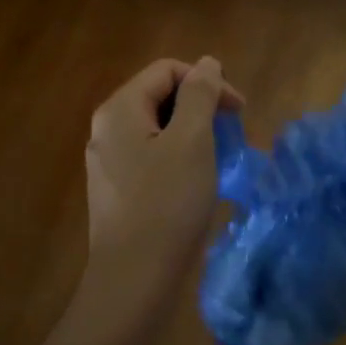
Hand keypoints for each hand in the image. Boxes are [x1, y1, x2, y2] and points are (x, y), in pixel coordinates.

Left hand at [81, 57, 242, 325]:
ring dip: (193, 132)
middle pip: (160, 96)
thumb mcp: (191, 140)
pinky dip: (179, 157)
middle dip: (201, 106)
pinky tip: (197, 181)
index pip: (167, 70)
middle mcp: (106, 128)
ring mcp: (108, 161)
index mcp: (119, 109)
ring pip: (158, 128)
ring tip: (220, 157)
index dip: (207, 81)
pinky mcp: (117, 189)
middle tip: (233, 133)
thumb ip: (200, 94)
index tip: (239, 110)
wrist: (134, 280)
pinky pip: (151, 156)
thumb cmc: (167, 203)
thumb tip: (206, 64)